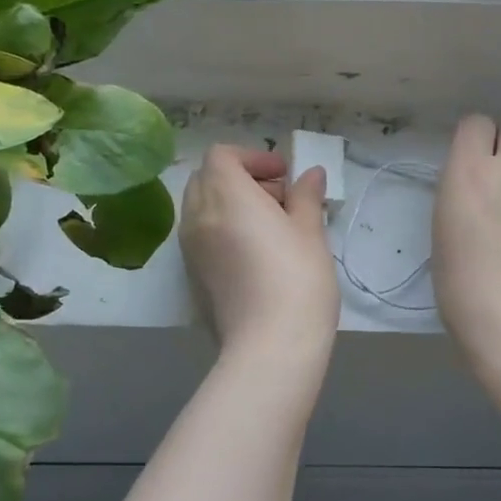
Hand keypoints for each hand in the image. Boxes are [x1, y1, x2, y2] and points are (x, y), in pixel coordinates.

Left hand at [180, 146, 338, 354]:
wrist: (270, 346)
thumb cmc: (297, 279)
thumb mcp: (310, 232)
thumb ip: (306, 196)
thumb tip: (311, 174)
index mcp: (226, 195)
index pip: (222, 155)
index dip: (253, 157)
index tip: (284, 175)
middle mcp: (198, 216)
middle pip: (206, 178)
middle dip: (240, 178)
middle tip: (279, 200)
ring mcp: (190, 249)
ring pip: (201, 207)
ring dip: (230, 205)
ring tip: (269, 228)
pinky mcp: (191, 277)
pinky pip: (200, 237)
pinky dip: (221, 230)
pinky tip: (254, 255)